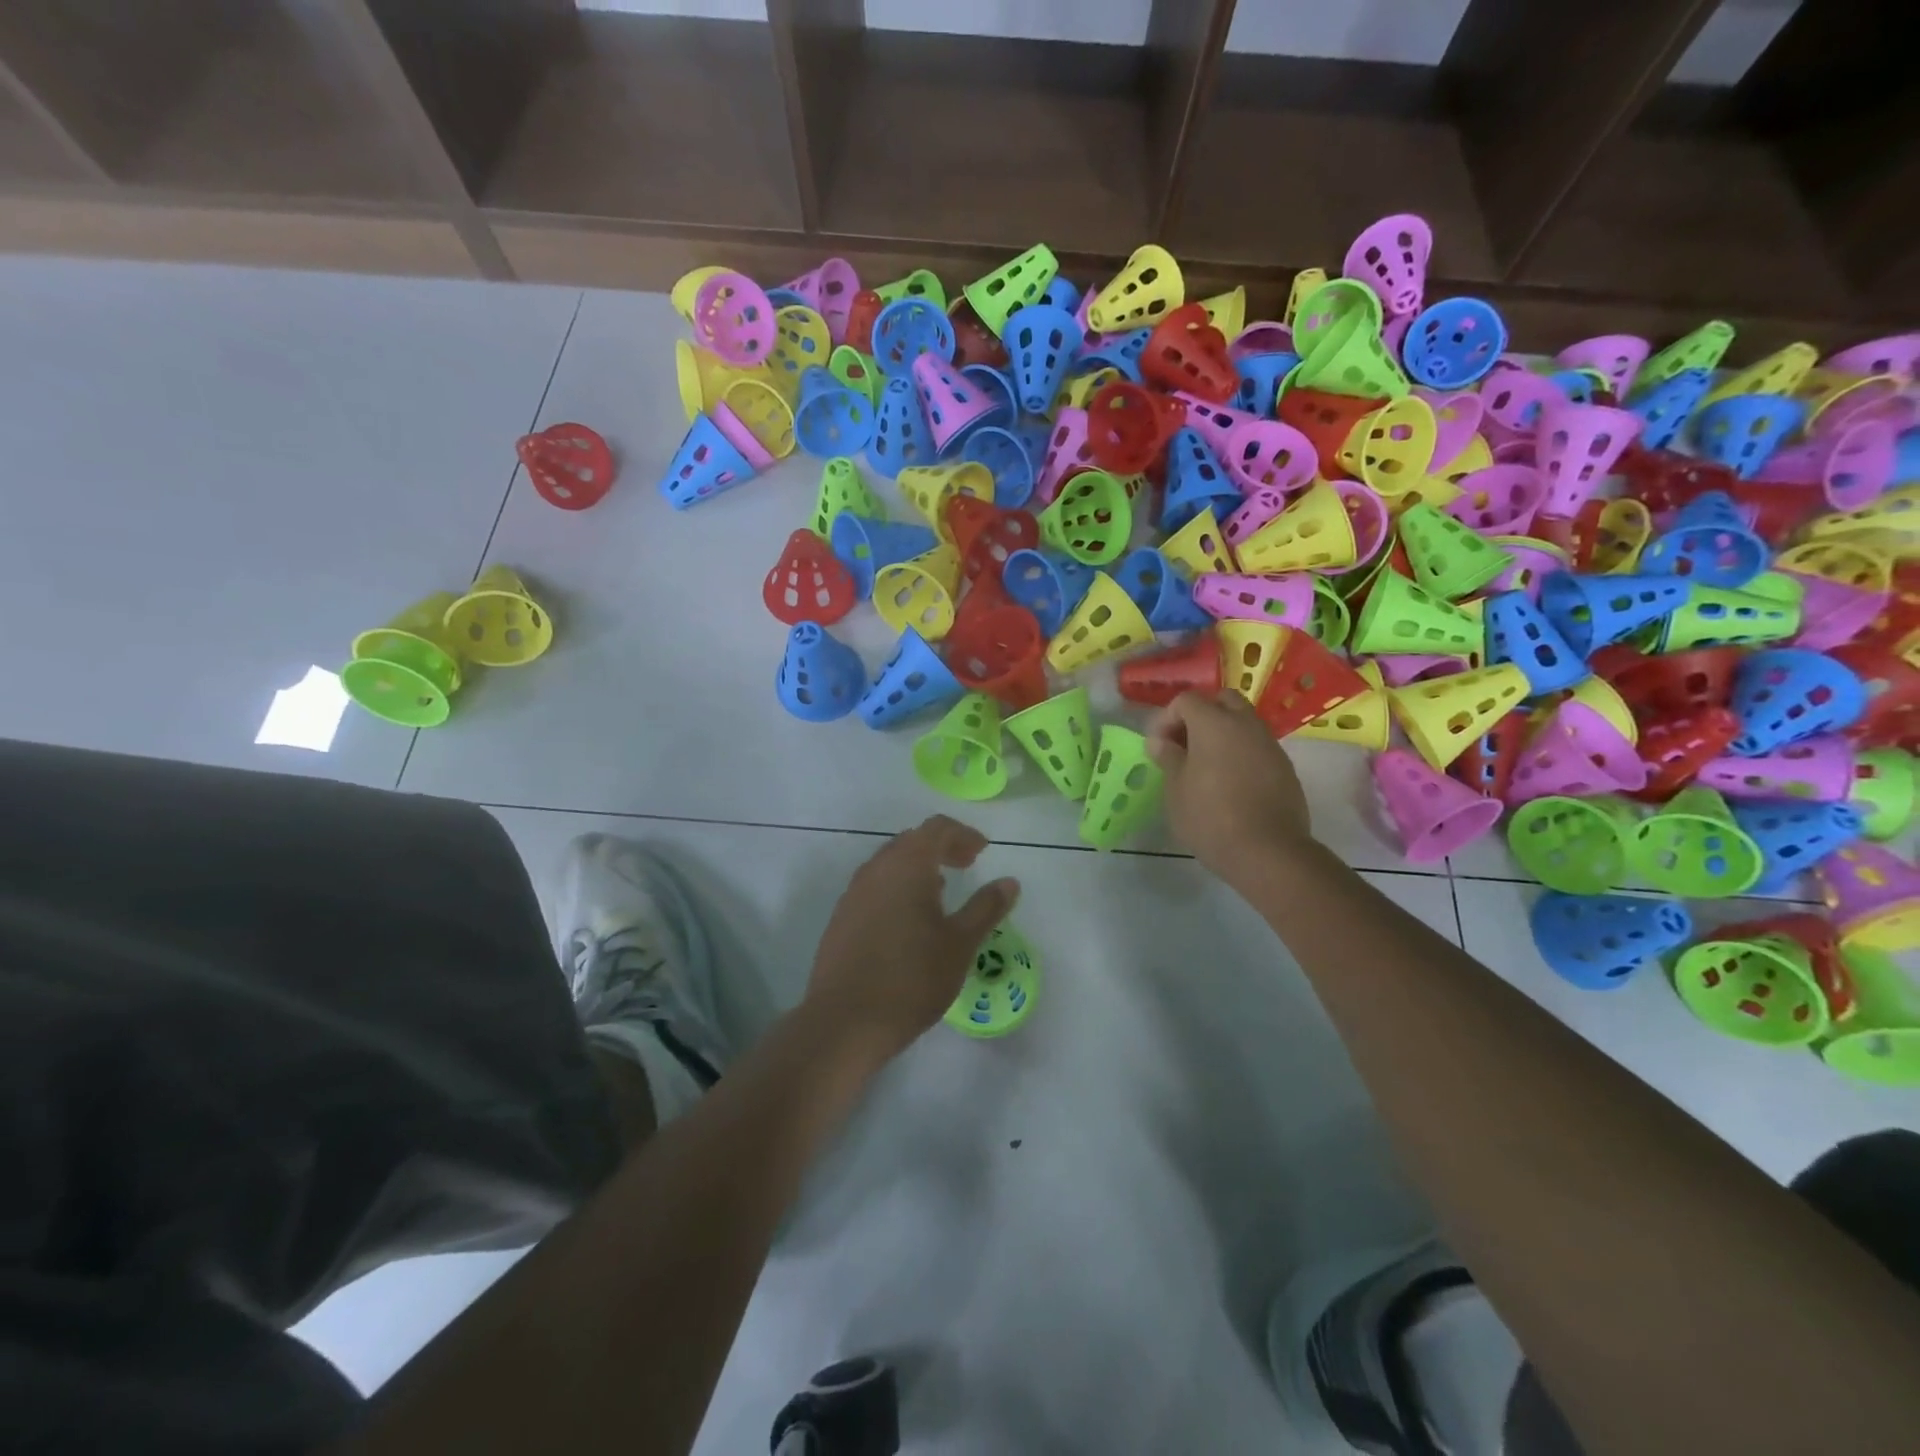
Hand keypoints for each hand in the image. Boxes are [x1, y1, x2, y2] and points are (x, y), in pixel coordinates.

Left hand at [805, 816, 1020, 1062]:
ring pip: (890, 864)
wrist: (845, 1021)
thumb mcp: (960, 943)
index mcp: (906, 865)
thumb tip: (1009, 882)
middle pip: (911, 841)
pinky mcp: (841, 918)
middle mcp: (876, 869)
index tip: (983, 851)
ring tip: (940, 892)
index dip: (963, 834)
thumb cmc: (912, 978)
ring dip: (917, 868)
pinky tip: (909, 920)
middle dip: (941, 847)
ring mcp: (853, 893)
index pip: (936, 828)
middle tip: (967, 865)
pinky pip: (874, 887)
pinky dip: (897, 888)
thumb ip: (986, 907)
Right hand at [1148, 690, 1314, 880]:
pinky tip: (1231, 783)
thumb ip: (1168, 757)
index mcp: (1214, 723)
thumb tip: (1161, 741)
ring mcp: (1270, 744)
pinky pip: (1258, 746)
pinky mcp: (1285, 767)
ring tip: (1206, 766)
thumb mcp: (1176, 789)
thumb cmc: (1210, 817)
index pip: (1186, 700)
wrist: (1268, 851)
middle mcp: (1245, 724)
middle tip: (1185, 745)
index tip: (1159, 746)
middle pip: (1222, 700)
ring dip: (1223, 733)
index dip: (1167, 718)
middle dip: (1200, 715)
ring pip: (1244, 722)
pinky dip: (1241, 753)